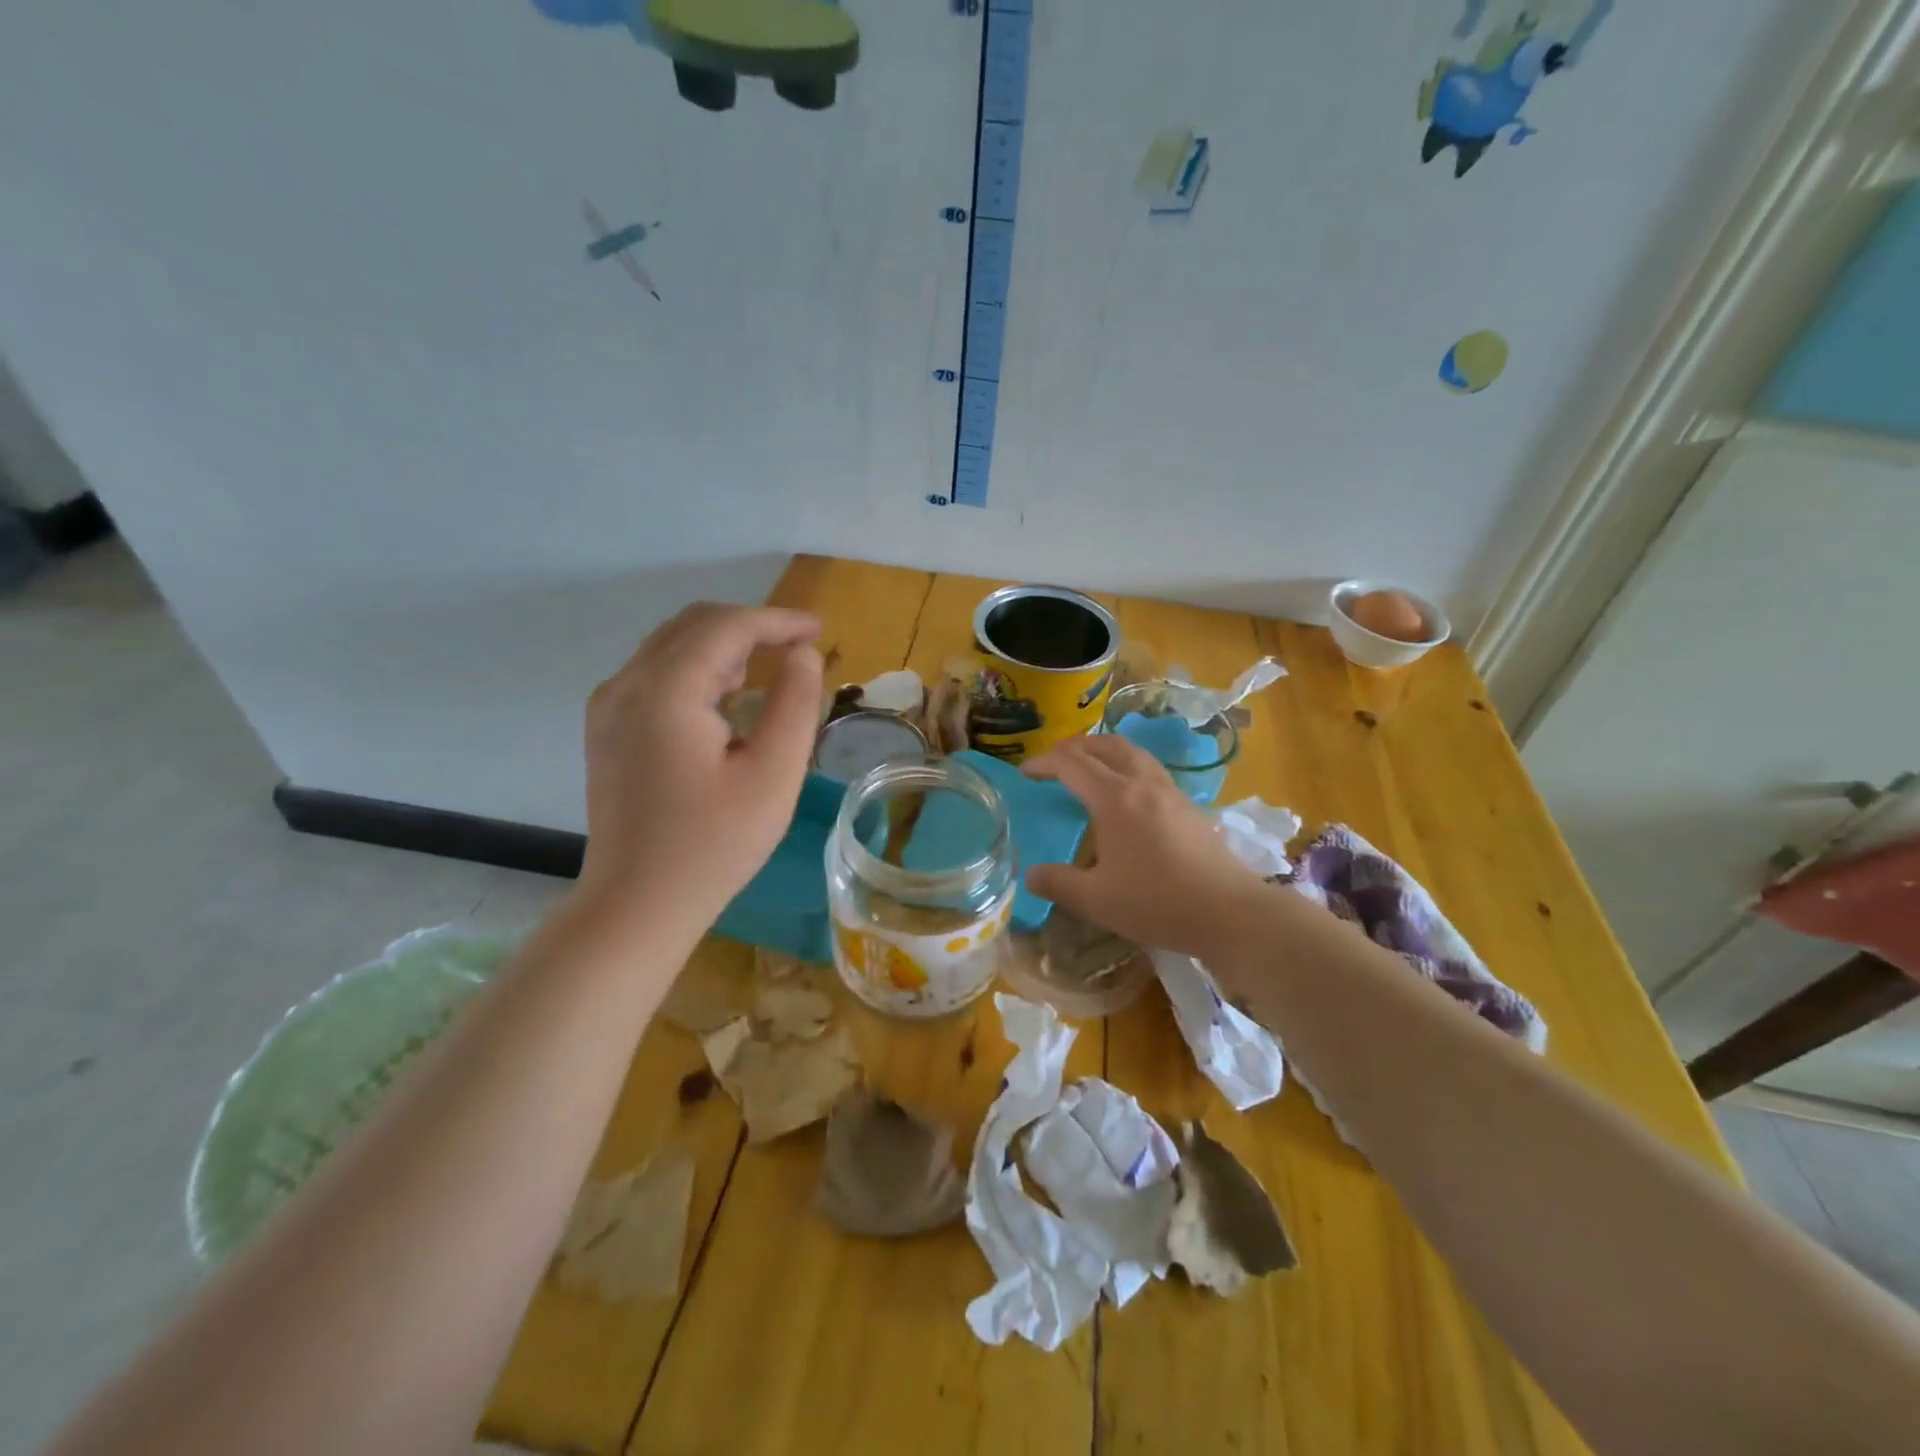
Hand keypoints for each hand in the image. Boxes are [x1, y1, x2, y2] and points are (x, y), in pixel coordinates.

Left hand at [578, 603, 822, 918]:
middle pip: (694, 625)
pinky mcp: (607, 728)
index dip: (777, 620)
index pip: (726, 627)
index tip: (819, 630)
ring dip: (724, 646)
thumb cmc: (714, 845)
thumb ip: (794, 705)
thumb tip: (803, 656)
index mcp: (666, 692)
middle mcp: (627, 684)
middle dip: (751, 627)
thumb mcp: (773, 775)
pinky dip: (698, 668)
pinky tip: (726, 699)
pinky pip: (656, 673)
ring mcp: (609, 706)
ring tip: (770, 671)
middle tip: (800, 647)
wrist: (637, 904)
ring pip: (672, 646)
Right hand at [1022, 735, 1272, 958]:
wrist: (1229, 912)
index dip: (1043, 762)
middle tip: (1053, 762)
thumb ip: (1058, 883)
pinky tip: (1125, 793)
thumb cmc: (1158, 902)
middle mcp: (1142, 784)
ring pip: (1132, 752)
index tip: (1025, 773)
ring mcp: (1170, 791)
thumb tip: (1030, 874)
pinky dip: (1126, 765)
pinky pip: (1149, 769)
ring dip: (1103, 750)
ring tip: (1088, 766)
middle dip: (1073, 747)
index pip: (1071, 764)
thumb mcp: (1097, 899)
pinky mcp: (1188, 805)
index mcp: (1115, 799)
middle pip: (1105, 745)